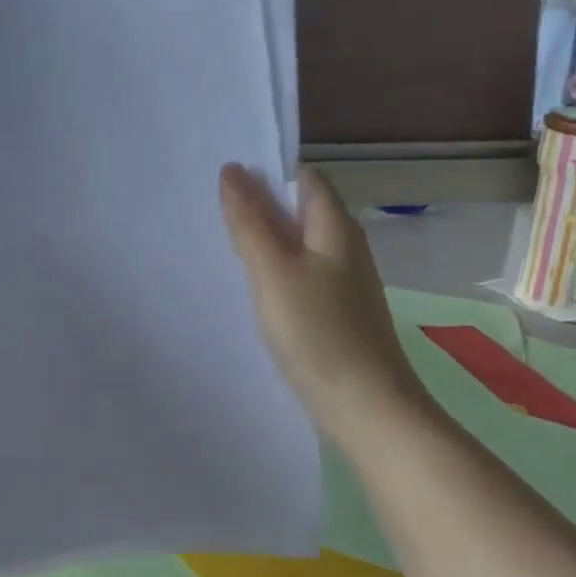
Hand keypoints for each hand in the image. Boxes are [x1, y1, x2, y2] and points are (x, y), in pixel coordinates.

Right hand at [219, 165, 427, 443]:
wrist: (366, 406)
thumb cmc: (317, 334)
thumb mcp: (273, 273)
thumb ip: (250, 223)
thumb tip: (232, 171)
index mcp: (335, 227)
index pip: (302, 177)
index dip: (265, 170)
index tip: (220, 177)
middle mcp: (344, 246)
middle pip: (300, 210)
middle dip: (259, 204)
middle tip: (209, 208)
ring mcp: (343, 281)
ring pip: (299, 244)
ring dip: (265, 239)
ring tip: (221, 243)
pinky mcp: (336, 312)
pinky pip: (300, 274)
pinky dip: (274, 270)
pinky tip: (251, 287)